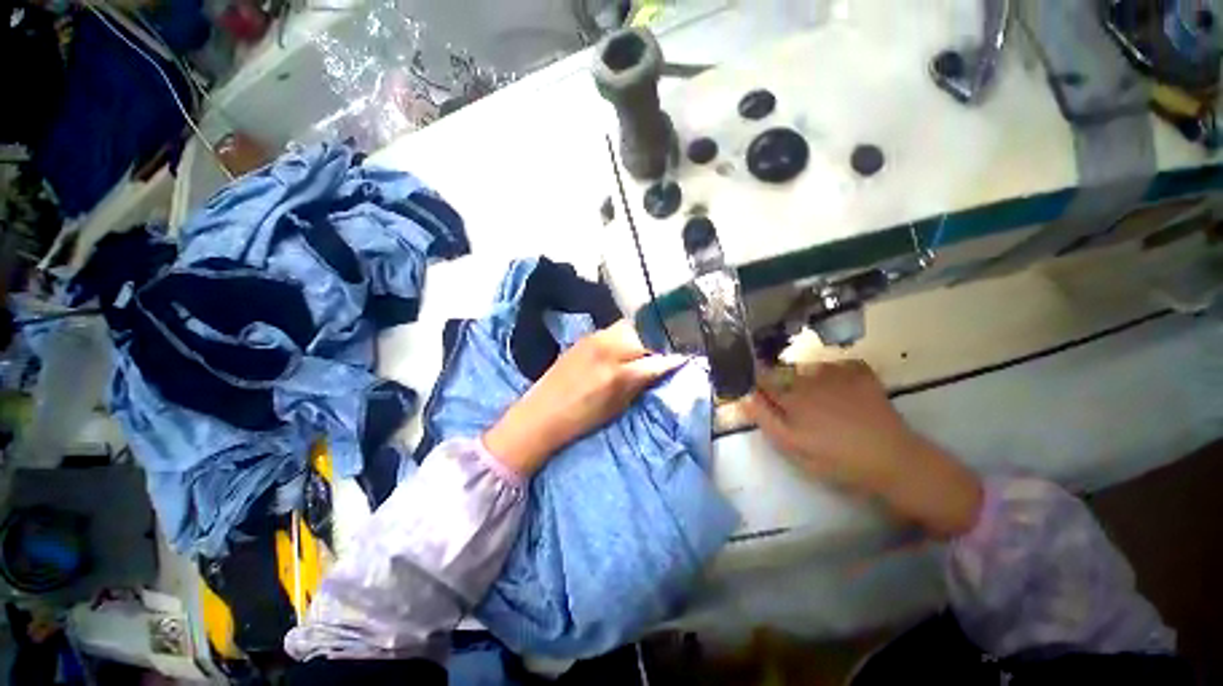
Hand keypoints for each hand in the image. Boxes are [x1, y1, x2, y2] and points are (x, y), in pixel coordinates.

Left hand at [483, 320, 684, 476]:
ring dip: (642, 335)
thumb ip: (640, 384)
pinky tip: (625, 346)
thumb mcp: (617, 407)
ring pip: (629, 327)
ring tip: (645, 348)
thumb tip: (662, 369)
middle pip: (645, 333)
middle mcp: (607, 349)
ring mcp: (593, 339)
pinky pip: (613, 330)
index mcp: (617, 374)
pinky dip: (625, 335)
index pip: (656, 360)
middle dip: (658, 341)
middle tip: (664, 351)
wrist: (539, 415)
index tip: (683, 359)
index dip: (673, 359)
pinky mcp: (584, 337)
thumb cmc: (580, 420)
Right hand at [744, 361, 982, 538]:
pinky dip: (834, 374)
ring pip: (808, 368)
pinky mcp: (859, 372)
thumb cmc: (837, 459)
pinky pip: (836, 365)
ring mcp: (835, 372)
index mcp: (790, 396)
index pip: (762, 379)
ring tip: (821, 401)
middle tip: (796, 406)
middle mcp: (808, 378)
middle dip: (781, 382)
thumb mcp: (793, 447)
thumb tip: (744, 397)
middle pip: (783, 372)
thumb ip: (765, 420)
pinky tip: (841, 391)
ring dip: (806, 378)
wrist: (893, 459)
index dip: (757, 383)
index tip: (758, 391)